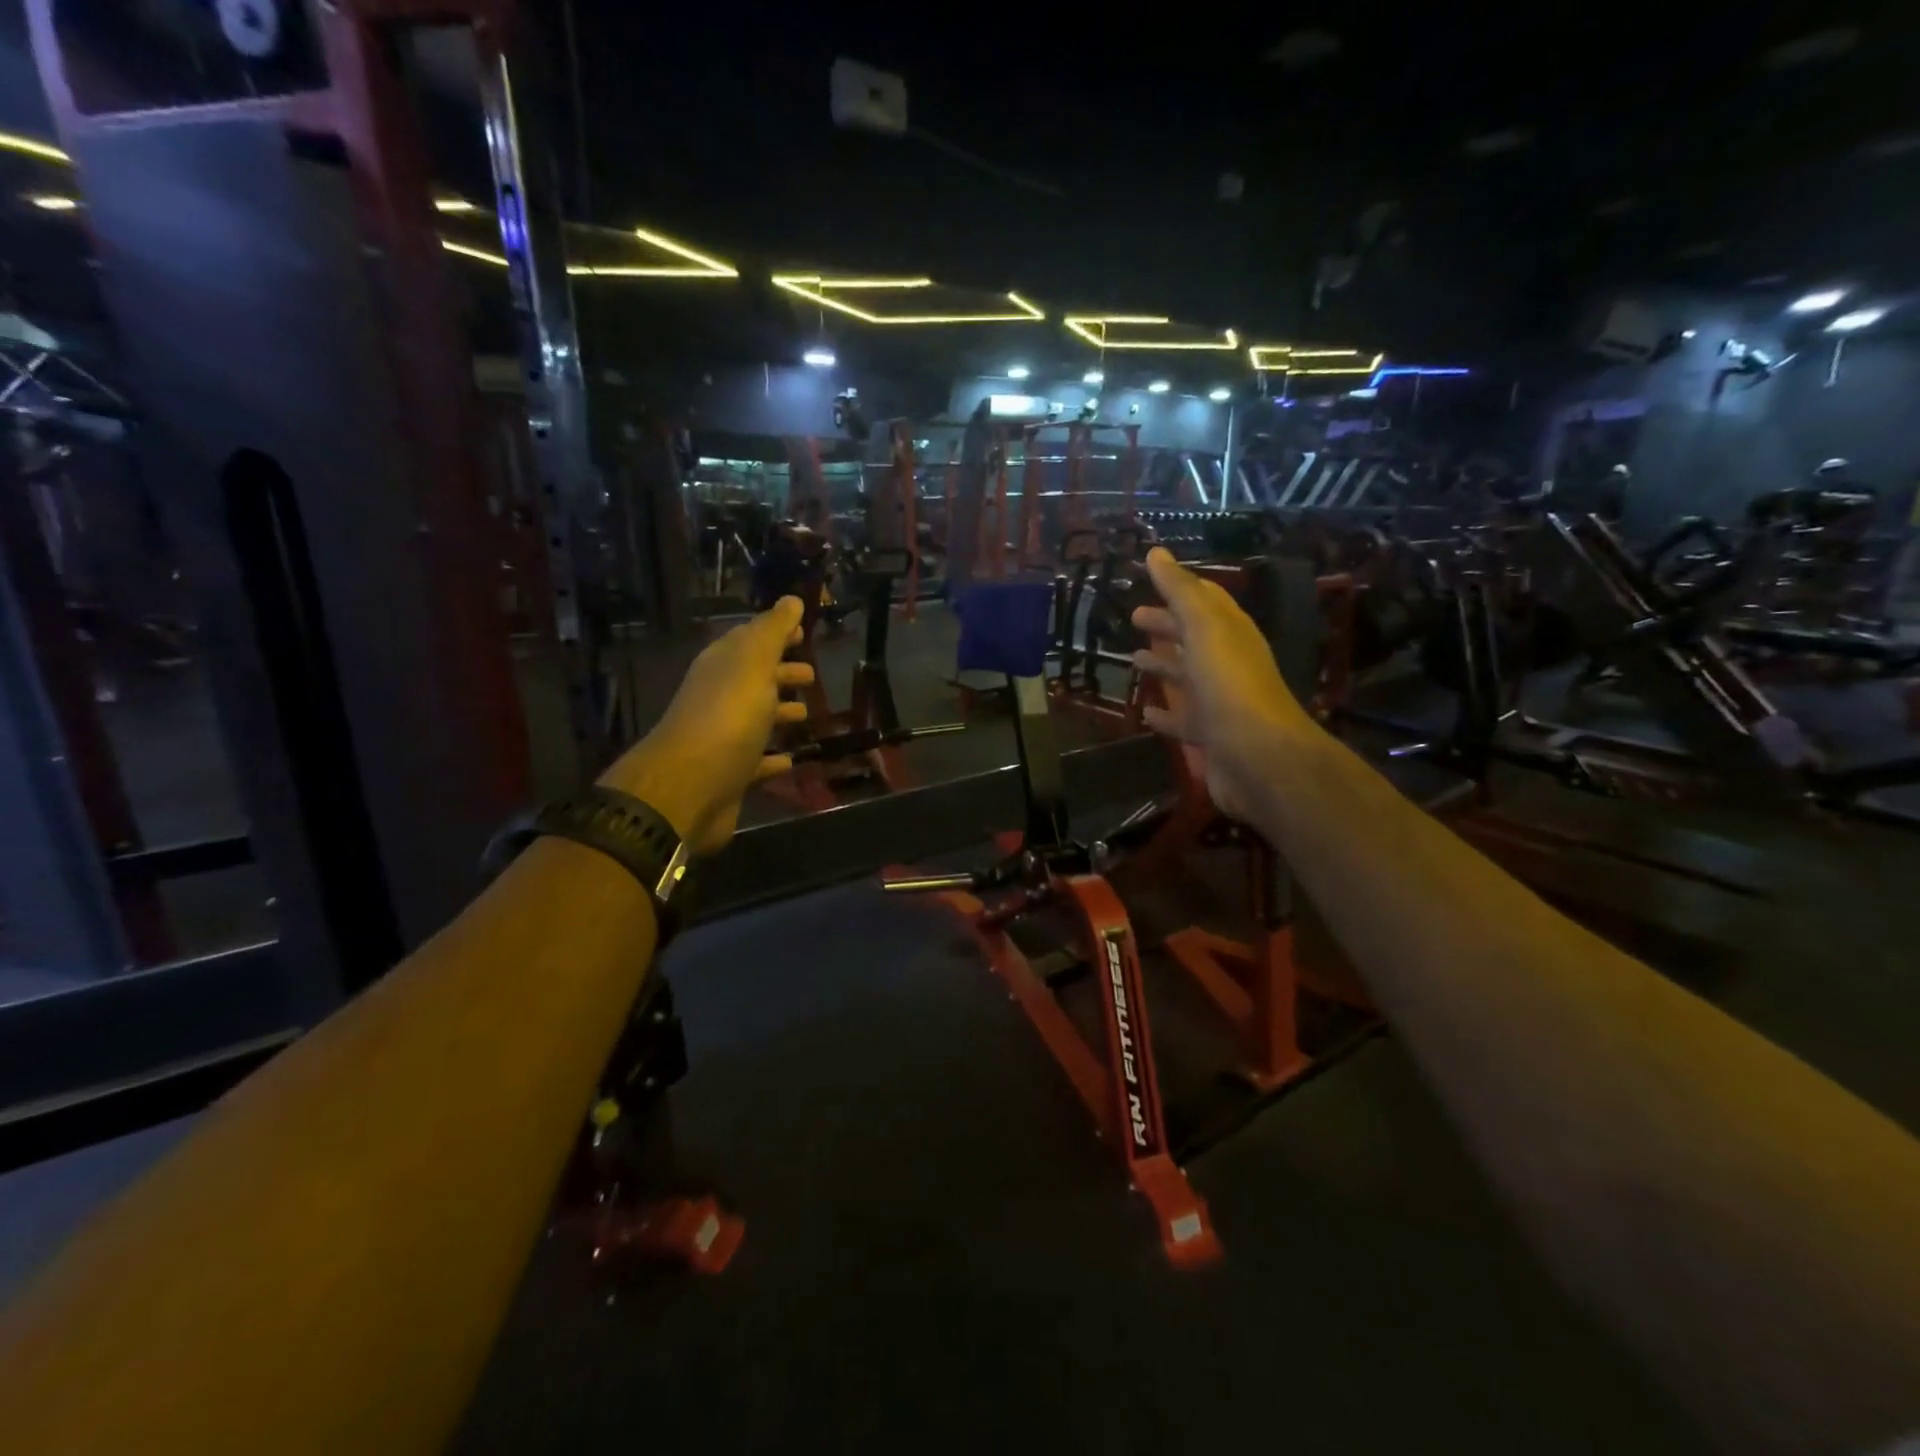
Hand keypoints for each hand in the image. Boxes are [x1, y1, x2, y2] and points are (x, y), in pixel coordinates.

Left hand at [597, 597, 814, 855]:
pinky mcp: (730, 774)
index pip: (751, 639)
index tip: (804, 632)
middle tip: (812, 674)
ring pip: (756, 718)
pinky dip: (773, 758)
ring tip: (808, 714)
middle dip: (781, 673)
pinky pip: (757, 761)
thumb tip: (791, 599)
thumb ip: (773, 631)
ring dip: (779, 712)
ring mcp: (723, 737)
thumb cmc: (728, 717)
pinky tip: (792, 759)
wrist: (690, 787)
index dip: (777, 633)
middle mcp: (719, 697)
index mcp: (723, 666)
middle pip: (754, 679)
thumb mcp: (754, 663)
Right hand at [1129, 548, 1317, 821]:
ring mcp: (1220, 702)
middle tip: (1135, 618)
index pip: (1206, 600)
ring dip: (1163, 666)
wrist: (1257, 756)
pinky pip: (1183, 719)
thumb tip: (1157, 552)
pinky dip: (1165, 714)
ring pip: (1187, 678)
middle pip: (1194, 638)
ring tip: (1134, 660)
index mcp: (1231, 633)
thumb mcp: (1204, 628)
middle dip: (1167, 625)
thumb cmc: (1229, 685)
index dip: (1179, 587)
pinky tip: (1146, 712)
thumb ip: (1180, 591)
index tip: (1150, 577)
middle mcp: (1228, 664)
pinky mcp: (1210, 736)